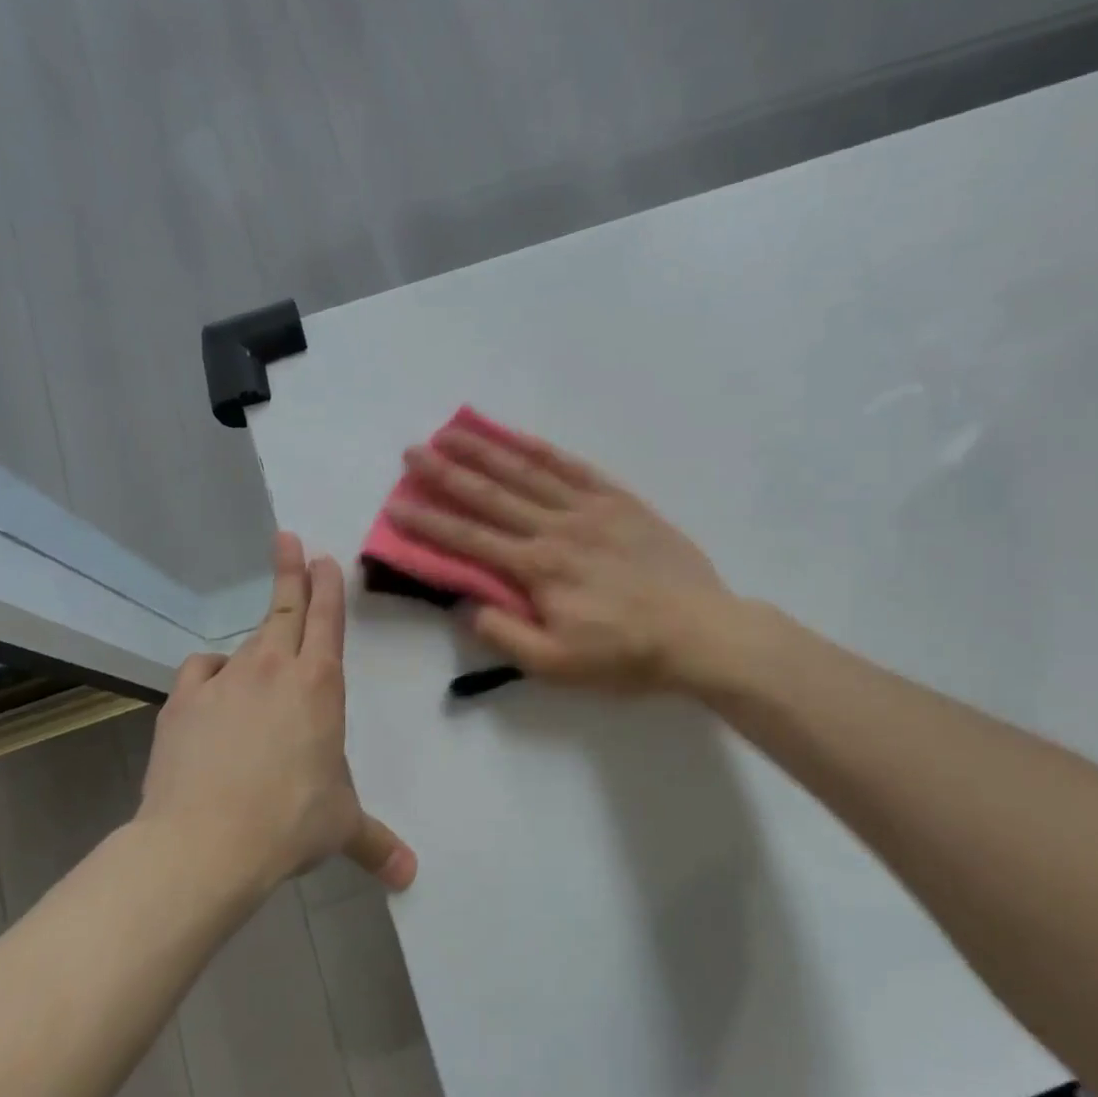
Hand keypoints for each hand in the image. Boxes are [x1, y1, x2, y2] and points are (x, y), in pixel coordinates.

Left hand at [136, 532, 416, 894]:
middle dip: (291, 572)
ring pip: (245, 643)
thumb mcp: (341, 827)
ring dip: (257, 638)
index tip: (323, 555)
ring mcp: (224, 680)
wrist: (205, 842)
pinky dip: (210, 675)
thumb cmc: (291, 822)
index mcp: (320, 685)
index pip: (328, 619)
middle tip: (288, 539)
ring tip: (260, 651)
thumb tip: (410, 877)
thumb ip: (376, 844)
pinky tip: (211, 688)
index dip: (327, 585)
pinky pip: (201, 673)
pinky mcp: (183, 702)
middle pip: (286, 608)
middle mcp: (274, 669)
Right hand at [389, 424, 736, 692]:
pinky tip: (518, 437)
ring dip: (487, 451)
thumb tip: (468, 605)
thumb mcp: (558, 665)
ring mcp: (591, 509)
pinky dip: (542, 450)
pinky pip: (575, 468)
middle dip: (447, 474)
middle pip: (492, 496)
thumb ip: (507, 636)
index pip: (471, 540)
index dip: (430, 523)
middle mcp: (557, 529)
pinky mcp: (621, 502)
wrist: (701, 632)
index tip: (396, 505)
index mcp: (539, 569)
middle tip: (413, 452)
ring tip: (453, 431)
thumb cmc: (627, 655)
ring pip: (528, 473)